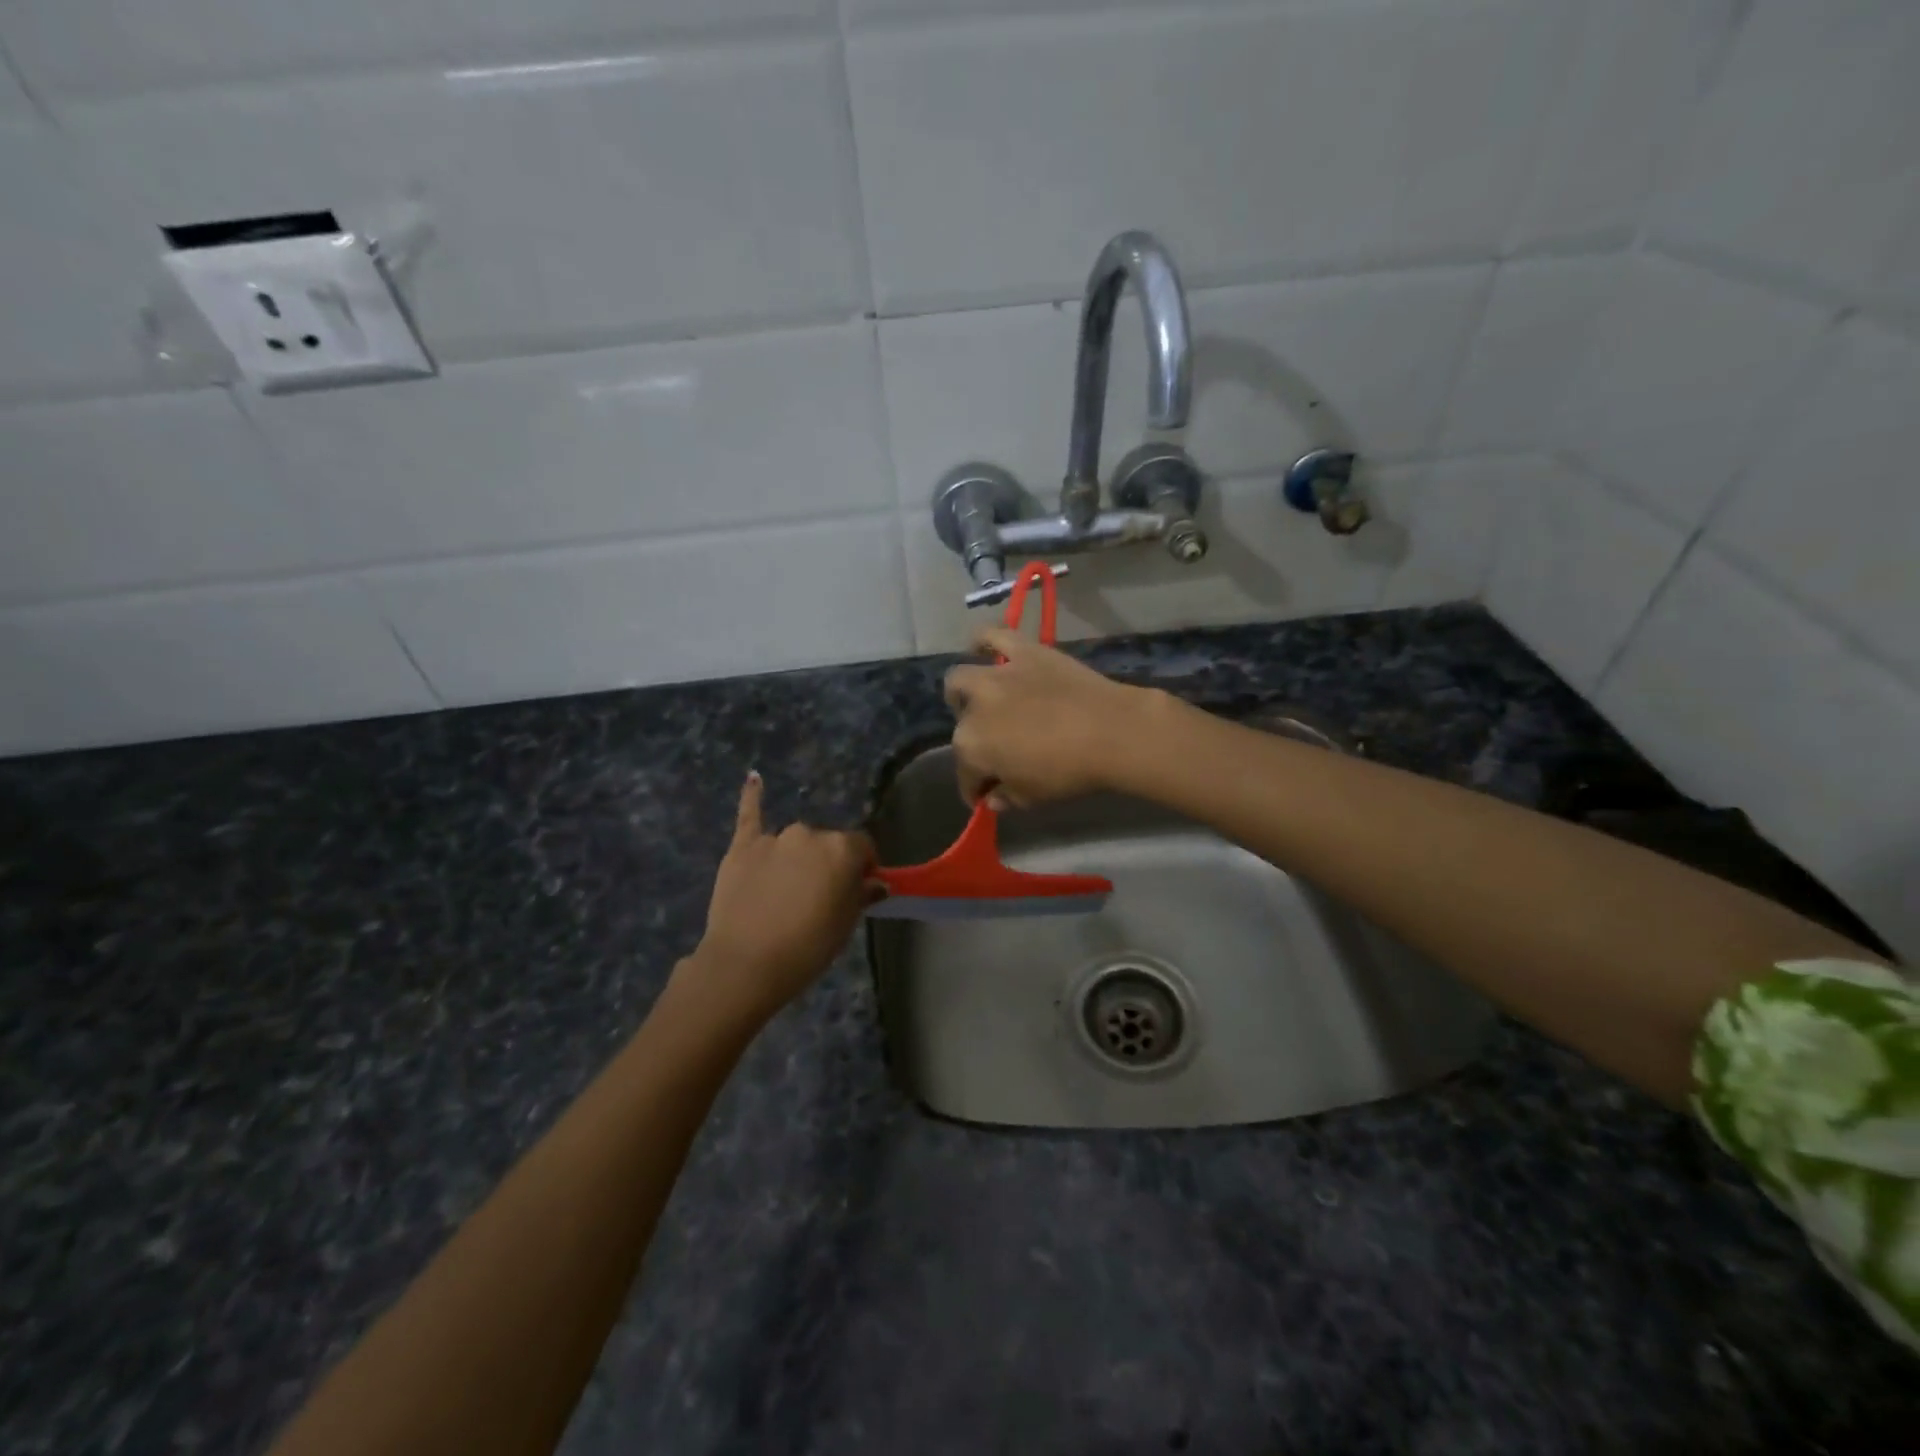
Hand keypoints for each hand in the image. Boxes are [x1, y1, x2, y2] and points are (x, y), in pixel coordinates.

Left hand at [677, 773, 877, 1027]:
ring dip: (797, 857)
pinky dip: (752, 796)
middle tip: (820, 897)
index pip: (862, 847)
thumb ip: (861, 895)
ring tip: (787, 890)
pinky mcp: (742, 847)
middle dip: (827, 864)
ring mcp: (773, 838)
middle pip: (826, 843)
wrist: (746, 964)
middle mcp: (809, 834)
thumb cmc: (807, 947)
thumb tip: (874, 882)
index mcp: (841, 849)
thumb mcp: (846, 925)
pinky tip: (753, 779)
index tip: (859, 889)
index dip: (863, 867)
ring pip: (795, 842)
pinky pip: (750, 815)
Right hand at [944, 628, 1160, 808]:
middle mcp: (973, 708)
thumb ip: (1006, 797)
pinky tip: (980, 649)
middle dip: (974, 743)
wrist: (1110, 731)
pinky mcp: (1023, 652)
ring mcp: (996, 675)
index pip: (966, 775)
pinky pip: (992, 636)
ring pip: (961, 680)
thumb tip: (994, 797)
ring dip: (963, 694)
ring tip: (977, 701)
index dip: (976, 789)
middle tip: (995, 750)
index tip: (987, 796)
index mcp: (972, 748)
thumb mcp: (1032, 797)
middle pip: (964, 729)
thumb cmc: (1069, 771)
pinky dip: (982, 642)